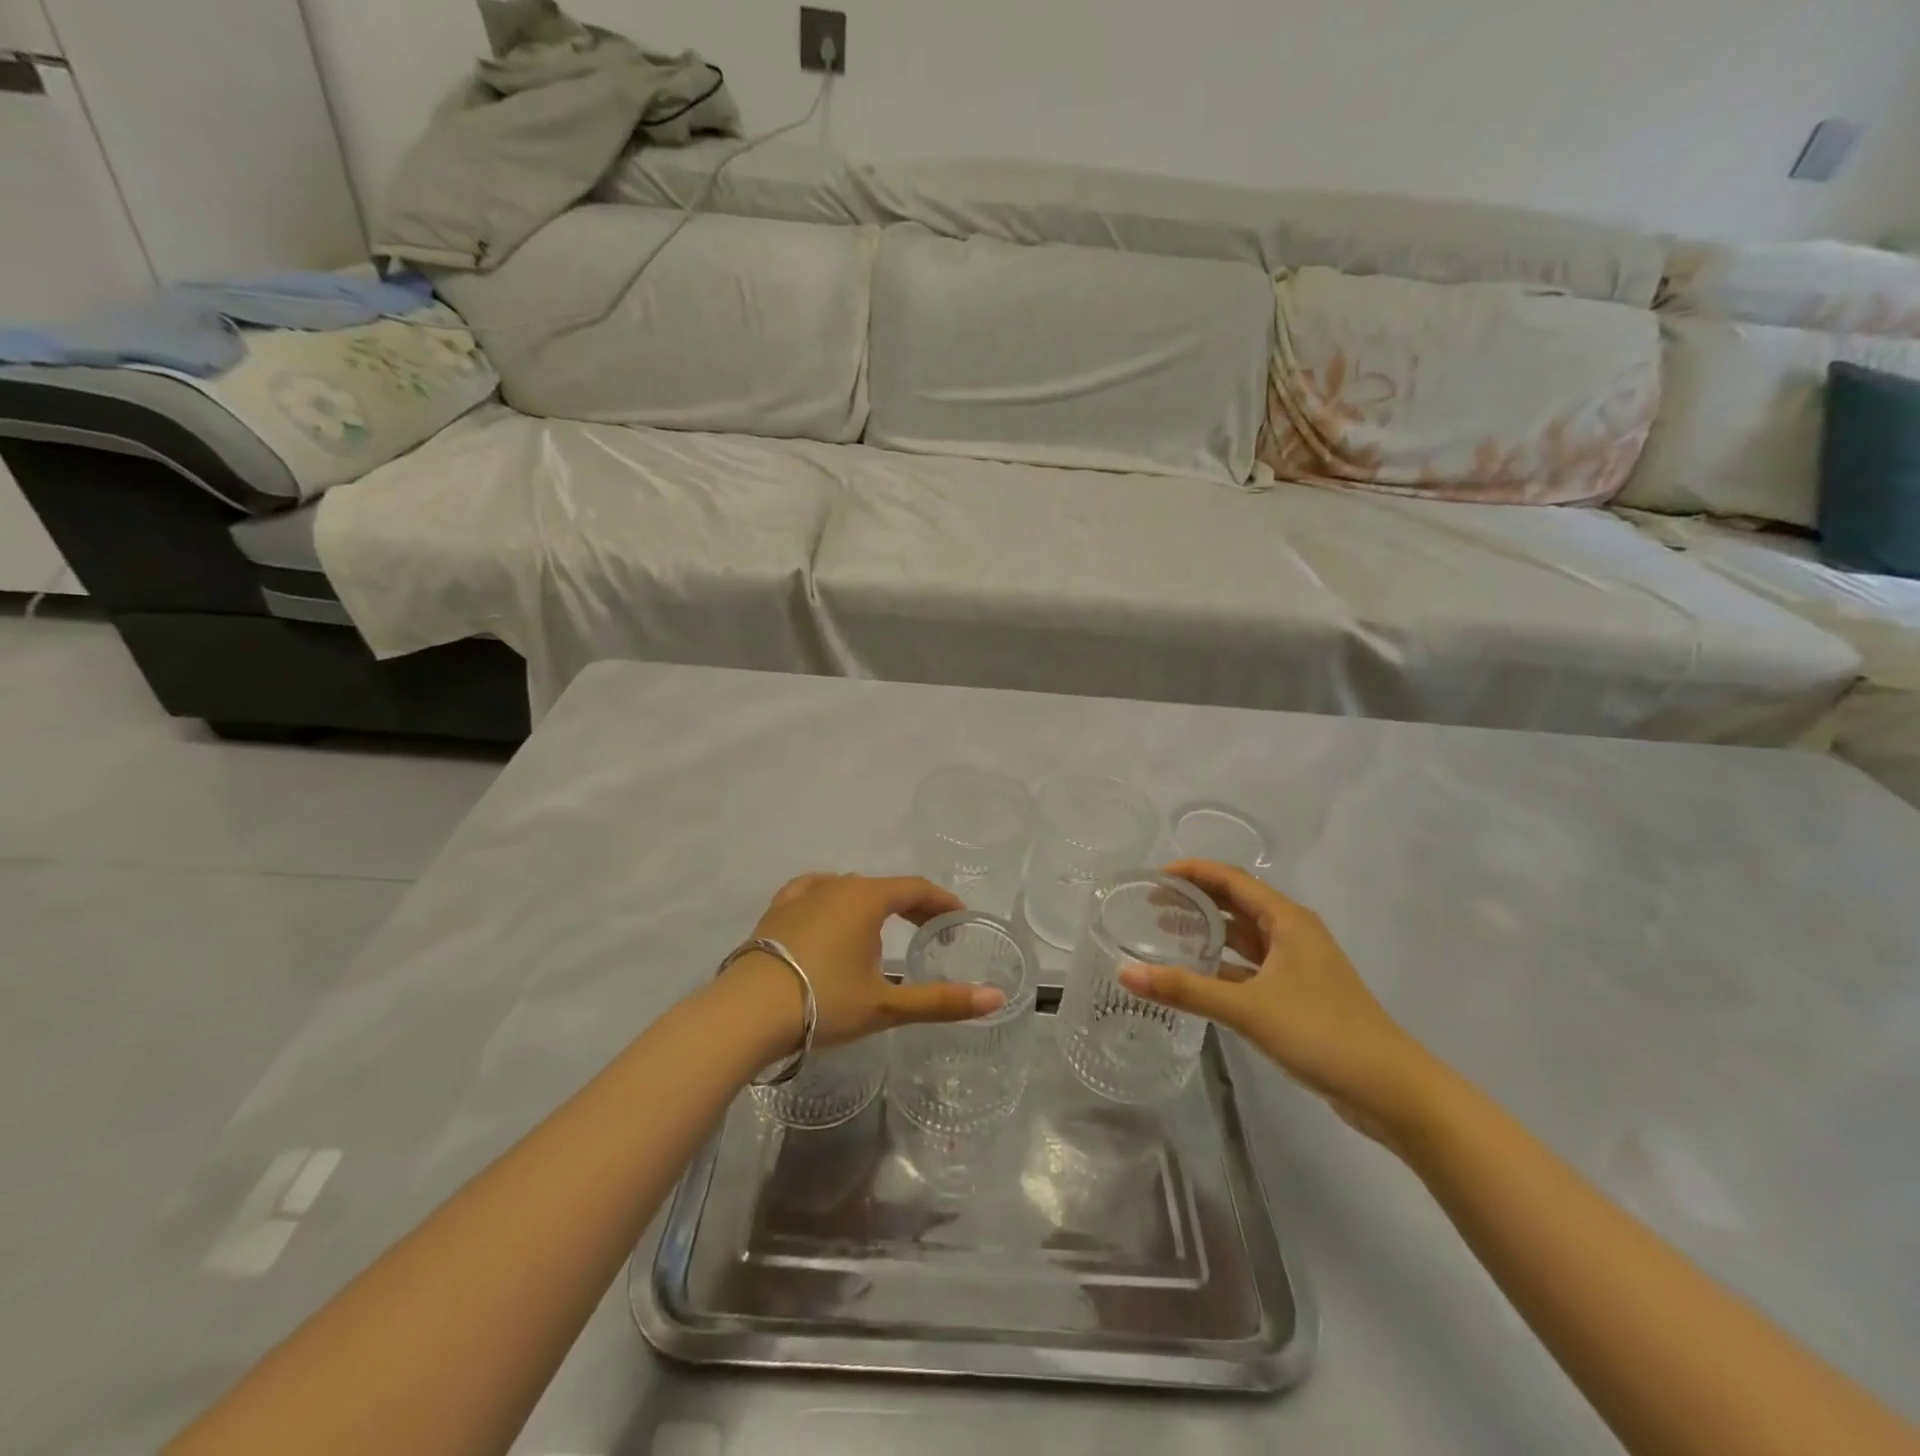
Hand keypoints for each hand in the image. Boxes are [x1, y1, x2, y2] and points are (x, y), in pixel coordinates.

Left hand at [726, 873, 1005, 1050]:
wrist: (746, 1013)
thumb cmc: (823, 1003)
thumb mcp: (886, 1005)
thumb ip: (941, 1001)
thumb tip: (996, 999)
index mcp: (866, 898)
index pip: (915, 888)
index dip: (941, 900)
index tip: (958, 916)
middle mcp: (836, 884)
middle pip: (884, 886)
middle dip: (911, 904)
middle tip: (930, 927)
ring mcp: (802, 894)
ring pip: (848, 888)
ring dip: (873, 902)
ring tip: (883, 925)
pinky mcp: (776, 910)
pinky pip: (813, 892)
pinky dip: (832, 899)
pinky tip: (828, 910)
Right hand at [1120, 860, 1435, 1139]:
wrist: (1391, 1089)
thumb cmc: (1321, 1033)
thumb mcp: (1247, 1008)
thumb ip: (1185, 990)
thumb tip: (1125, 974)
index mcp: (1287, 921)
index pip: (1232, 879)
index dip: (1193, 872)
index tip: (1154, 876)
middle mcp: (1294, 933)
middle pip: (1238, 902)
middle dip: (1197, 898)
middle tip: (1152, 902)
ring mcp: (1299, 965)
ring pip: (1246, 936)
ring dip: (1210, 929)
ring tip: (1167, 930)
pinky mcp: (1300, 994)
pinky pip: (1252, 966)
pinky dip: (1224, 964)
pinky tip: (1198, 976)